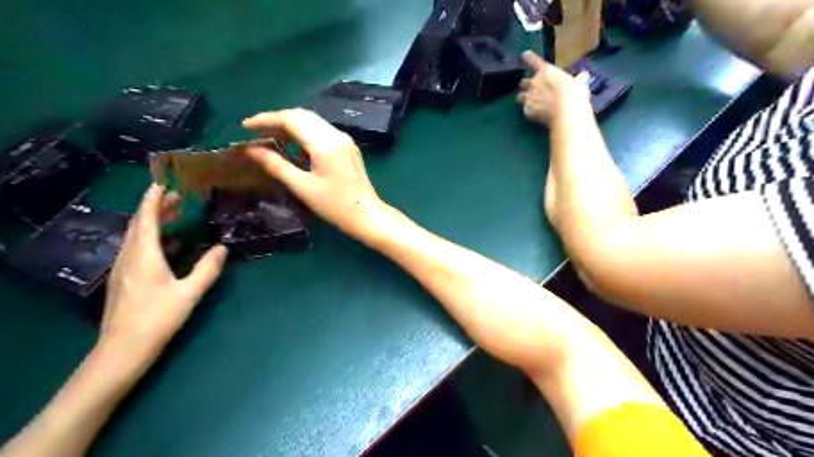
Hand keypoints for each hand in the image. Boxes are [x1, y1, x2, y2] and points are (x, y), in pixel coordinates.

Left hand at [102, 184, 229, 363]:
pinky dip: (150, 238)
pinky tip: (167, 245)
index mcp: (144, 256)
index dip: (152, 200)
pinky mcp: (123, 279)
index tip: (161, 184)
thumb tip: (222, 248)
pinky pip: (136, 248)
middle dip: (155, 208)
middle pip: (138, 225)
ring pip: (135, 236)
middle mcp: (129, 257)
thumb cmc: (157, 319)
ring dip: (152, 222)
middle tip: (176, 197)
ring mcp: (123, 268)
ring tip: (173, 215)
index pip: (145, 219)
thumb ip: (207, 269)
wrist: (122, 349)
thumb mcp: (189, 293)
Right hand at [241, 106, 387, 239]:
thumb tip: (251, 150)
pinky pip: (322, 131)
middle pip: (302, 115)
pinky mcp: (348, 147)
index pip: (290, 119)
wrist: (367, 215)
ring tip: (271, 139)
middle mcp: (336, 135)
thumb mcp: (302, 187)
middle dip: (277, 120)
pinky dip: (304, 133)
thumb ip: (276, 165)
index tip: (245, 127)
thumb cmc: (335, 205)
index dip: (265, 119)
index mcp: (325, 144)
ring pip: (312, 121)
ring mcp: (345, 140)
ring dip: (290, 125)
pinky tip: (293, 146)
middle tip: (257, 133)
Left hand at [518, 50, 589, 123]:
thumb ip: (579, 79)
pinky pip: (525, 111)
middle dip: (526, 85)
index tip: (525, 55)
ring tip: (528, 102)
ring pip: (519, 97)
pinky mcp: (528, 111)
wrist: (567, 113)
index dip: (528, 57)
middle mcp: (534, 82)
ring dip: (523, 98)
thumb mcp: (580, 83)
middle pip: (523, 82)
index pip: (533, 60)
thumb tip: (583, 75)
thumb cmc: (575, 94)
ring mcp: (529, 97)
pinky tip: (534, 115)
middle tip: (533, 89)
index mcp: (546, 71)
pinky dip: (529, 112)